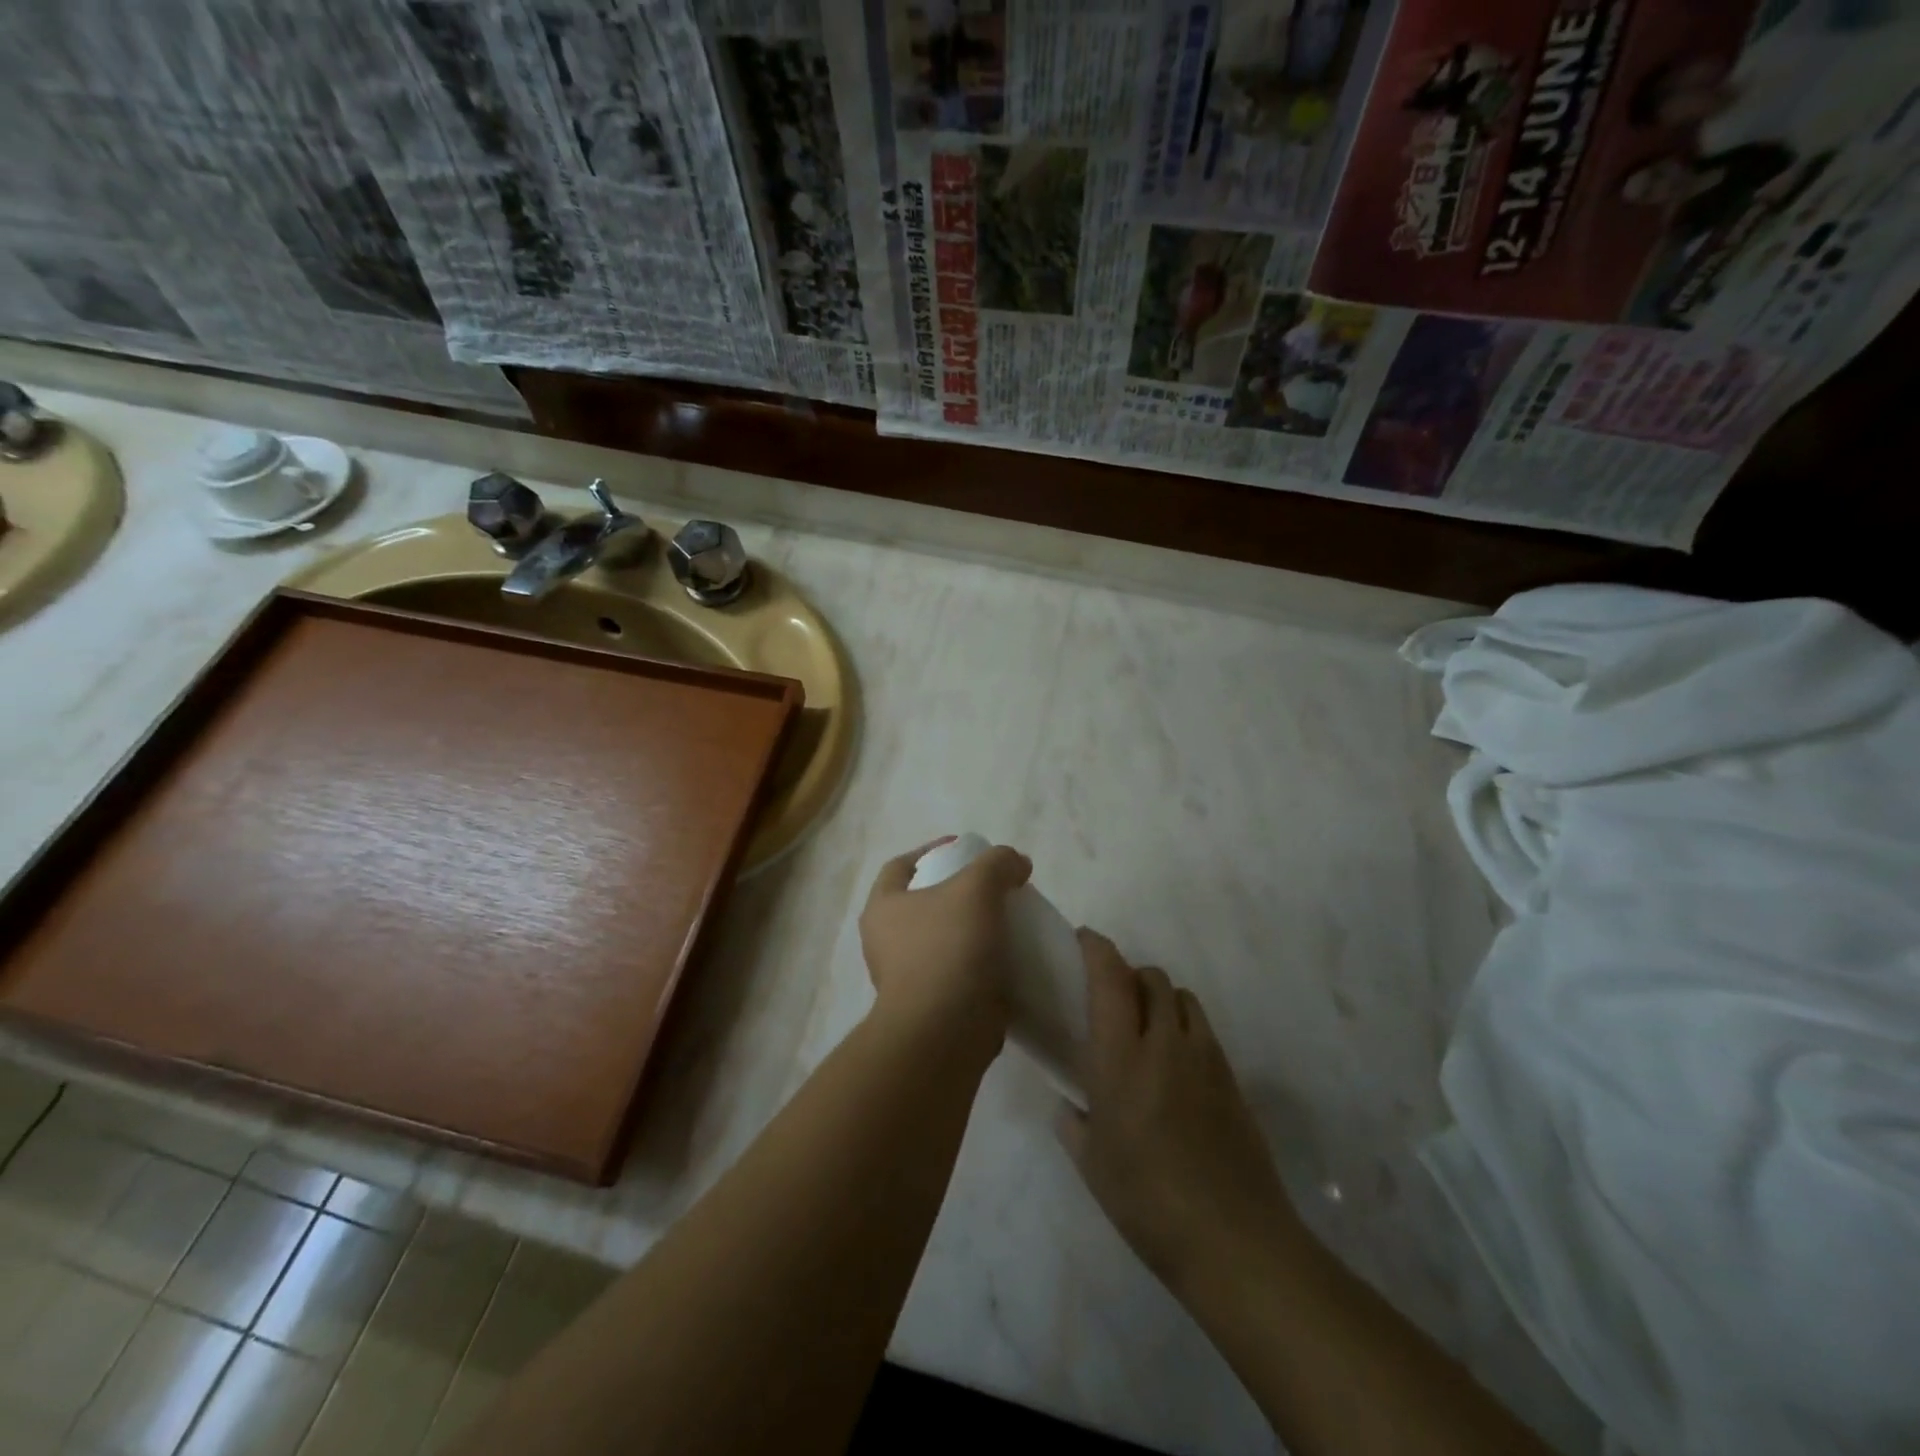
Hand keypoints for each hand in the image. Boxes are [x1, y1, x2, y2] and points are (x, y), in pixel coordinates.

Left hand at [858, 837, 1031, 1055]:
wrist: (945, 1031)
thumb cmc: (948, 949)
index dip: (931, 850)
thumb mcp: (976, 888)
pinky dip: (980, 961)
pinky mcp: (932, 1004)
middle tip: (994, 886)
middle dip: (957, 891)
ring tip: (1007, 919)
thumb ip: (997, 863)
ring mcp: (907, 977)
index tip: (964, 848)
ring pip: (943, 938)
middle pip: (924, 902)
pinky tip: (1009, 956)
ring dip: (971, 927)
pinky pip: (958, 971)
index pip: (900, 865)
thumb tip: (1015, 862)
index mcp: (883, 908)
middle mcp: (886, 941)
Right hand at [1059, 931, 1298, 1290]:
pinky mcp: (1232, 1078)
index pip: (1110, 979)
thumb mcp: (1092, 1165)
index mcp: (1121, 1058)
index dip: (1096, 949)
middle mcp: (1165, 1043)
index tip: (1083, 940)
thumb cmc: (1147, 1202)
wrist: (1234, 1241)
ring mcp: (1205, 1057)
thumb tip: (1071, 1105)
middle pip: (1151, 978)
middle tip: (1112, 1000)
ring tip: (1147, 1029)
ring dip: (1161, 998)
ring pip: (1182, 997)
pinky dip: (1185, 1027)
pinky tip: (1177, 1066)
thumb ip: (1073, 1124)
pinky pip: (1204, 1030)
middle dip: (1129, 975)